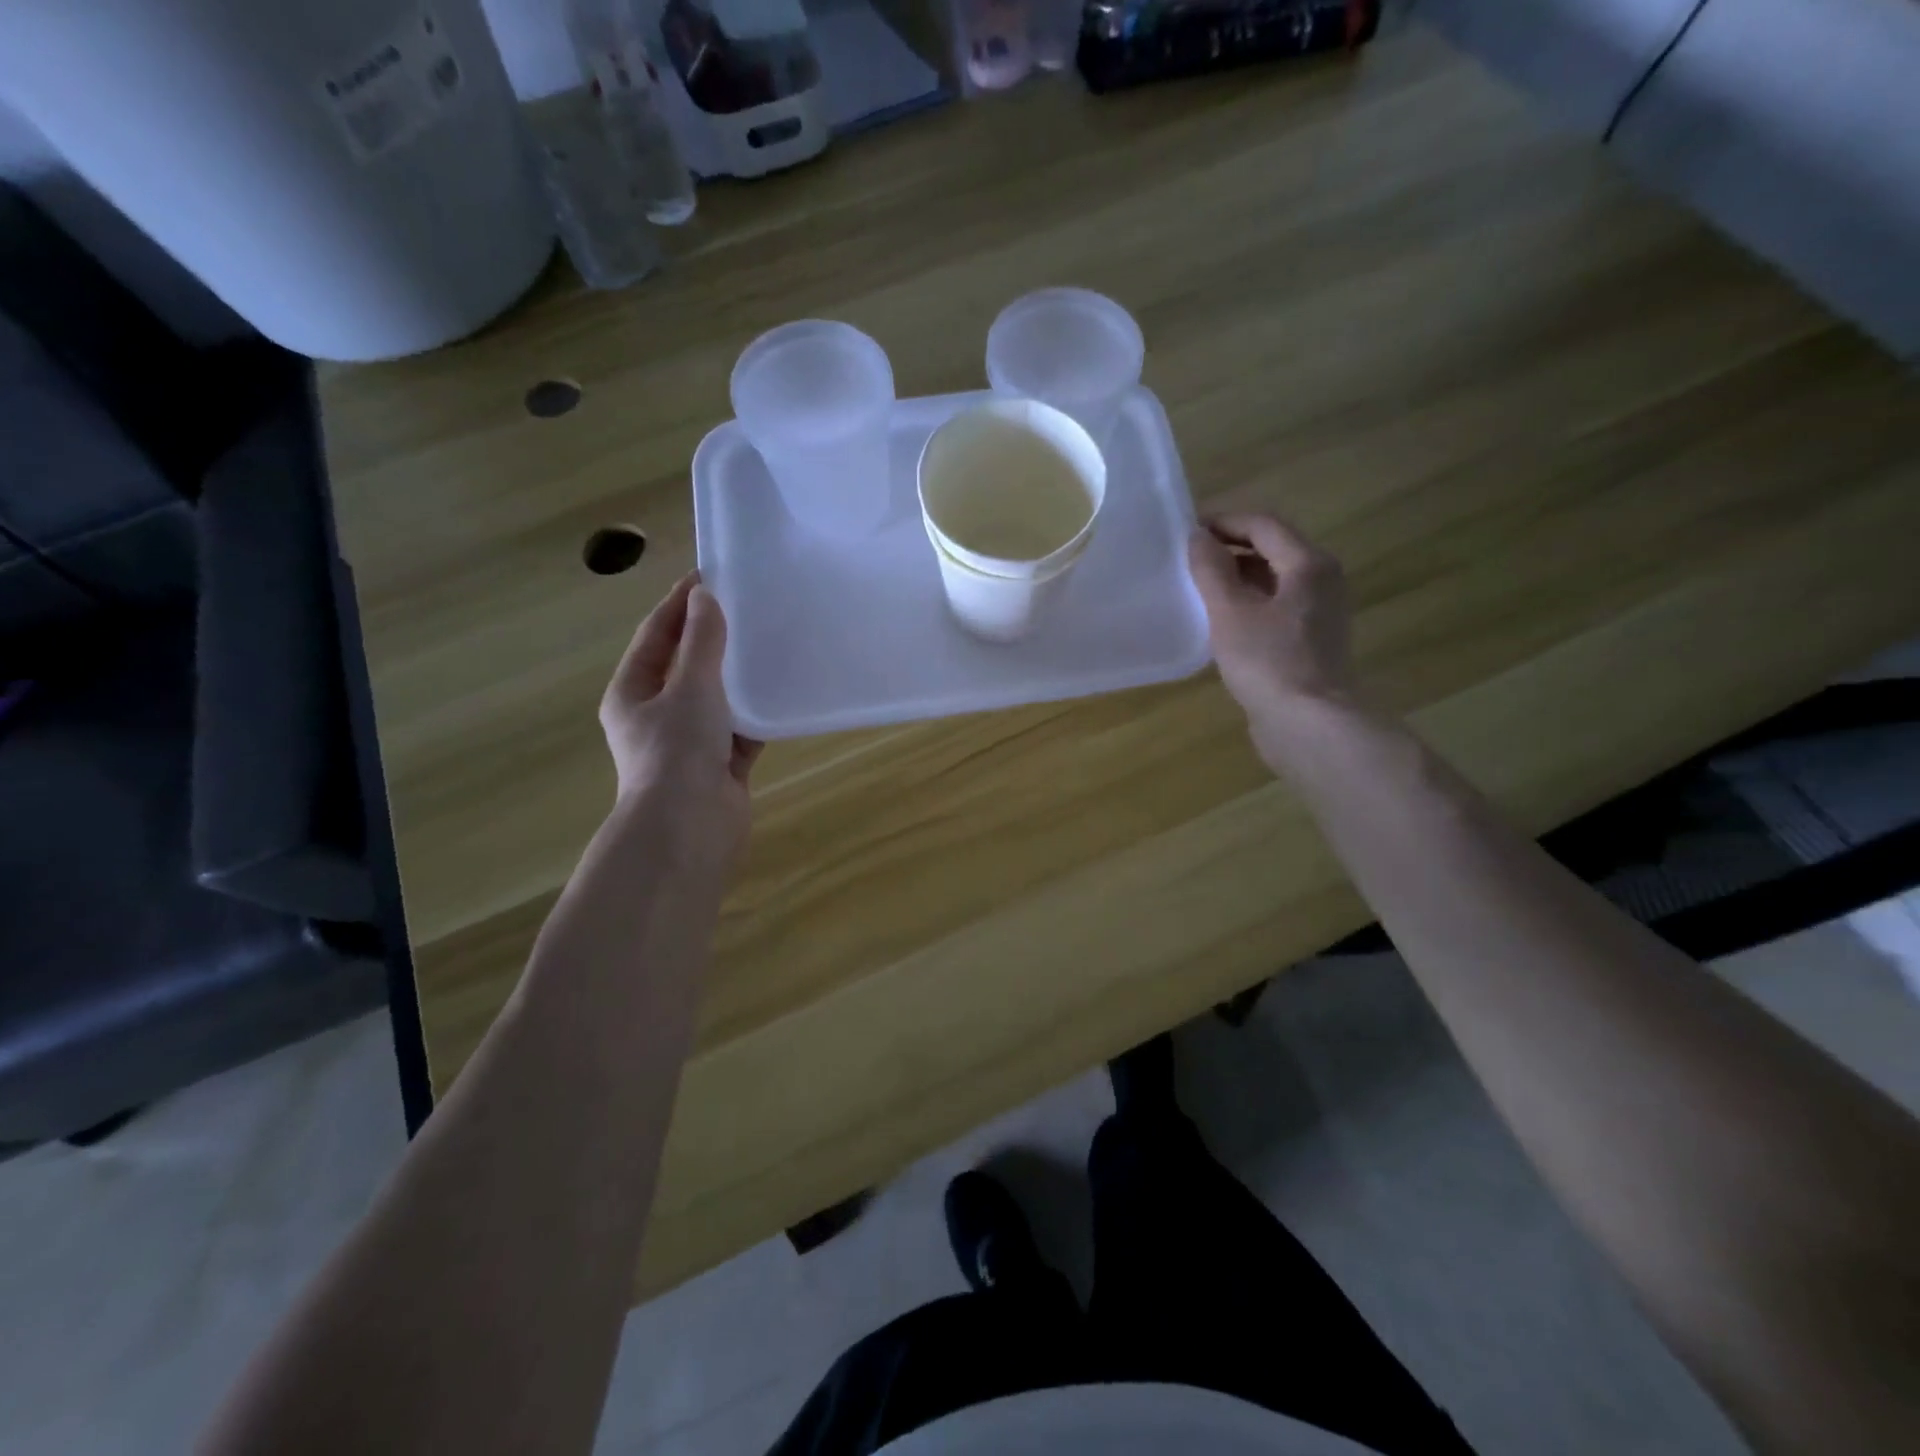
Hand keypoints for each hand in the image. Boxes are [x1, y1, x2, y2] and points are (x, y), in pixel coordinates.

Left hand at [599, 573, 761, 863]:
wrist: (689, 828)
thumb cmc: (678, 750)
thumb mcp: (690, 686)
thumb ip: (701, 642)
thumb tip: (704, 598)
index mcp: (632, 692)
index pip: (655, 635)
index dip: (679, 603)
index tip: (709, 575)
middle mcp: (656, 715)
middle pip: (685, 666)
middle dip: (712, 638)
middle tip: (745, 607)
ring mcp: (688, 743)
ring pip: (715, 698)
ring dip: (737, 676)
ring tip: (767, 643)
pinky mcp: (719, 765)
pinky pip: (740, 731)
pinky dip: (756, 715)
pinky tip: (780, 694)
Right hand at [1188, 513, 1356, 763]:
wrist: (1308, 724)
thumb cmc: (1268, 661)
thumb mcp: (1230, 611)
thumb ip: (1212, 569)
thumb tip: (1198, 537)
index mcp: (1309, 563)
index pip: (1263, 525)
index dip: (1223, 522)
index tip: (1186, 532)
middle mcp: (1322, 581)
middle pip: (1272, 550)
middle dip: (1229, 550)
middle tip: (1187, 561)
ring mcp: (1319, 613)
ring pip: (1273, 581)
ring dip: (1236, 579)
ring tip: (1198, 590)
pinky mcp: (1310, 642)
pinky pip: (1275, 608)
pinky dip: (1248, 605)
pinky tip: (1220, 623)